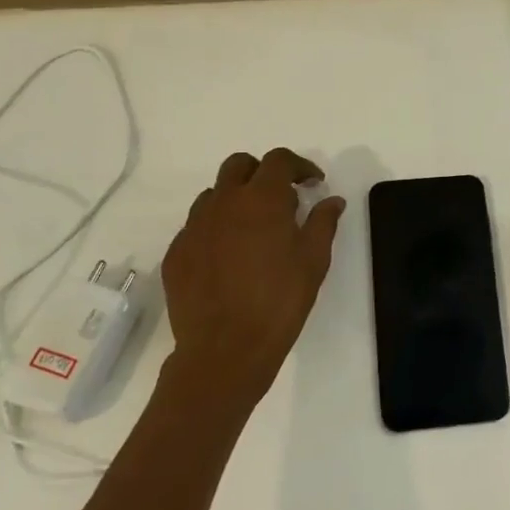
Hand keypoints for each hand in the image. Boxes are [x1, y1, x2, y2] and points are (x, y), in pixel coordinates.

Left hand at [162, 148, 346, 402]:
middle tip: (282, 199)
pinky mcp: (177, 252)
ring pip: (215, 194)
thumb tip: (332, 200)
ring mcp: (194, 227)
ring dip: (237, 199)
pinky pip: (197, 226)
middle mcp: (223, 203)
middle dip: (262, 172)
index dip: (299, 166)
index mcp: (261, 199)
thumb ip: (323, 223)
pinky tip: (230, 257)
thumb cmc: (280, 302)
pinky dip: (217, 228)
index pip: (278, 160)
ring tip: (254, 229)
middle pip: (239, 165)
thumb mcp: (314, 261)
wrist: (225, 349)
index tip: (313, 183)